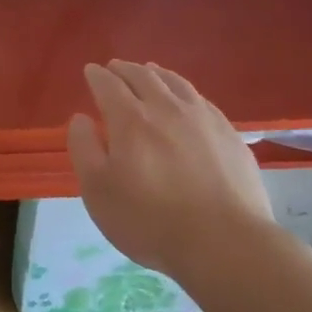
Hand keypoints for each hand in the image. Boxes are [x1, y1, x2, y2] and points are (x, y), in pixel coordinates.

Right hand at [66, 60, 275, 278]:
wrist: (225, 243)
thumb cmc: (149, 220)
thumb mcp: (98, 190)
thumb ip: (84, 149)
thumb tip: (81, 118)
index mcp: (130, 119)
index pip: (108, 84)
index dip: (96, 75)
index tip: (90, 71)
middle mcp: (166, 108)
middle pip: (143, 76)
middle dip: (125, 69)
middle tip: (115, 67)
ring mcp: (203, 119)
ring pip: (176, 83)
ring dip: (157, 73)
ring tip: (150, 71)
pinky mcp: (230, 135)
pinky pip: (201, 100)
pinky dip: (185, 91)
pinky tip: (186, 100)